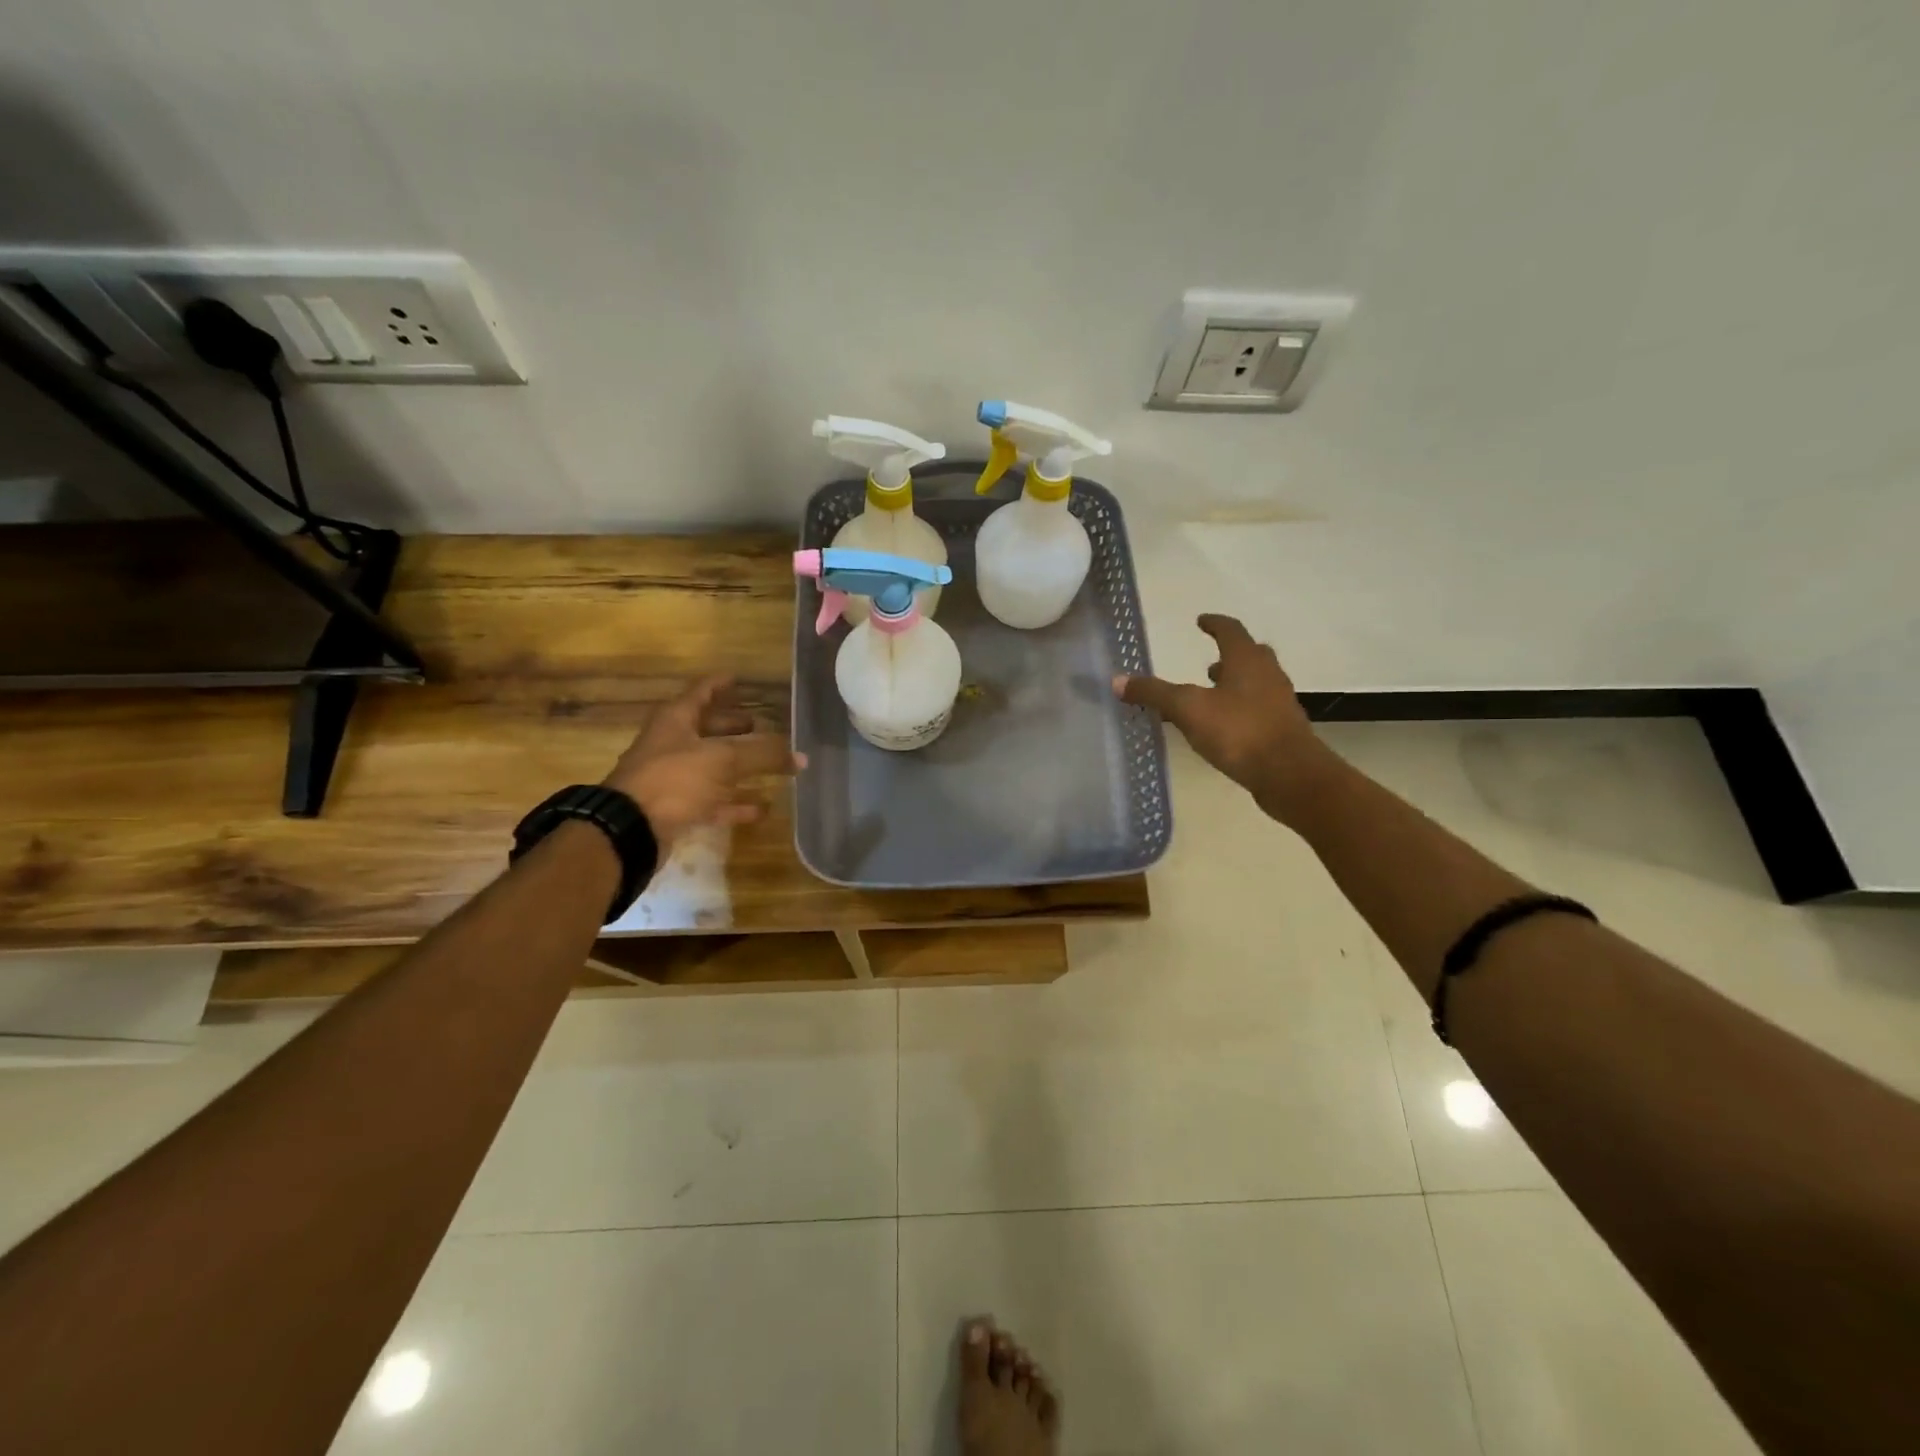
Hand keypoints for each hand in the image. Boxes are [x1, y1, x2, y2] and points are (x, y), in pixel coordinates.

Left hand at [603, 677, 803, 853]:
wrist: (630, 829)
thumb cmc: (674, 779)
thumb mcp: (723, 759)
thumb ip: (763, 755)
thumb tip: (800, 756)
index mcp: (677, 719)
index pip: (703, 691)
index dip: (722, 684)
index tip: (739, 679)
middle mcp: (672, 743)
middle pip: (707, 728)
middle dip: (733, 726)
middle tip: (762, 725)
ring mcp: (673, 777)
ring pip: (712, 765)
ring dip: (738, 765)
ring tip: (769, 764)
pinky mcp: (677, 807)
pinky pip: (713, 800)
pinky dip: (736, 803)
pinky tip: (762, 808)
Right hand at [1113, 614, 1333, 824]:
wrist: (1290, 774)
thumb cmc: (1239, 731)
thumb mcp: (1188, 709)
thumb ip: (1154, 693)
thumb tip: (1118, 680)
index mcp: (1247, 660)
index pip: (1230, 630)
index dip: (1214, 623)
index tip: (1201, 620)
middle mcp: (1268, 674)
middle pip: (1250, 654)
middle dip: (1229, 655)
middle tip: (1209, 661)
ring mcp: (1279, 702)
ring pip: (1256, 682)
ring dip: (1235, 683)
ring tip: (1212, 694)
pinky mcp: (1283, 729)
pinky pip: (1259, 708)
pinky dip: (1241, 708)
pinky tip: (1225, 726)